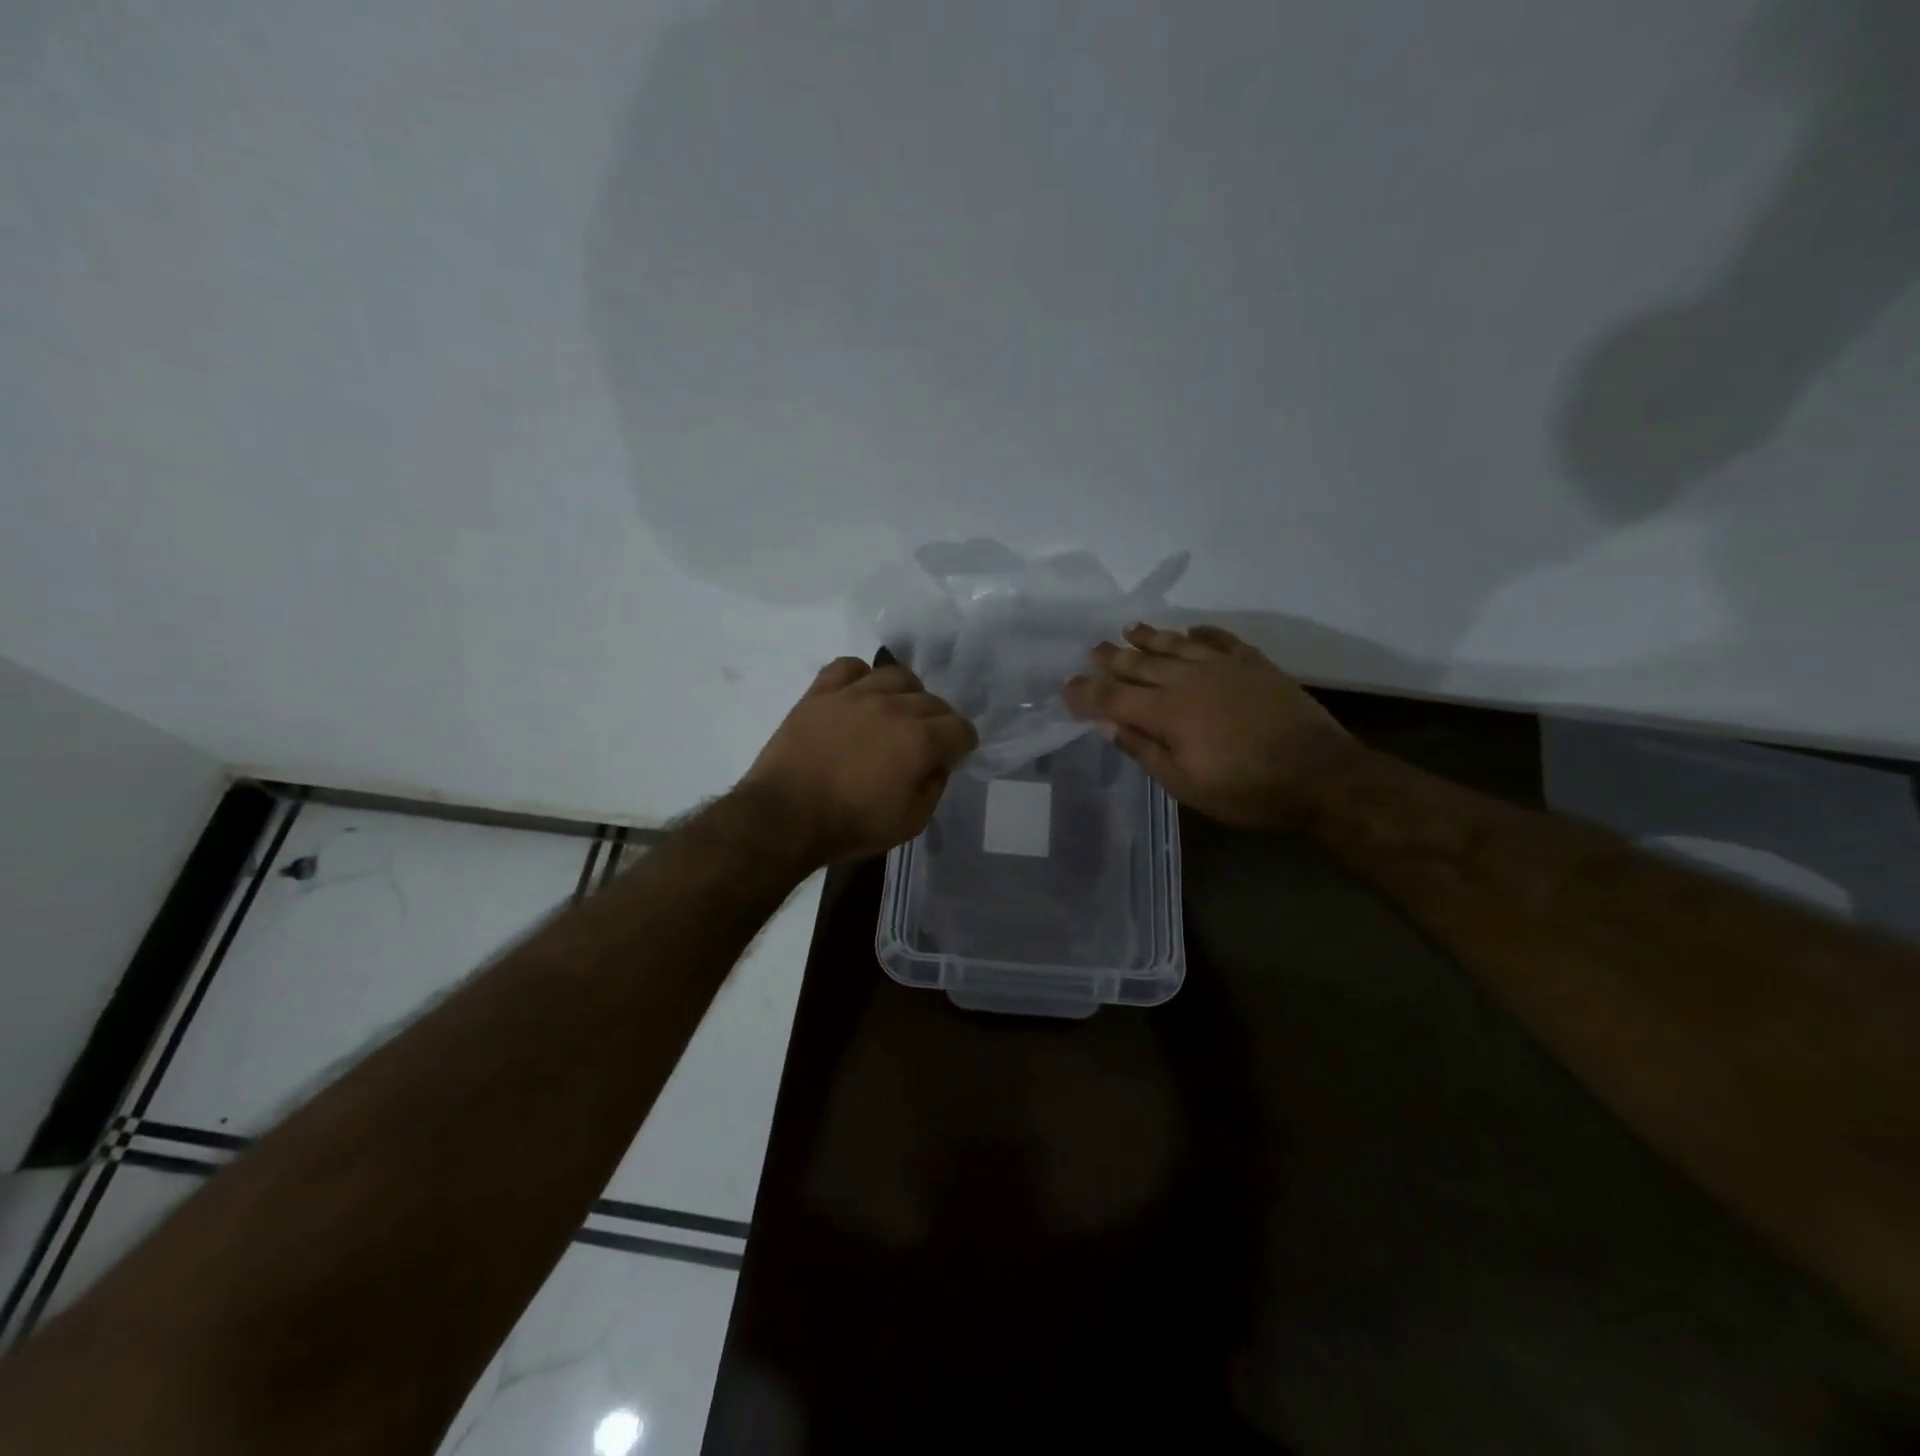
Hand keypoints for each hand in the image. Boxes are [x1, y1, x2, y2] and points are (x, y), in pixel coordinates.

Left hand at [740, 658, 977, 864]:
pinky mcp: (821, 692)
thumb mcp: (910, 822)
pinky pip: (848, 666)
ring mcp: (855, 694)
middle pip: (932, 700)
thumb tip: (939, 762)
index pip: (960, 727)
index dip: (962, 743)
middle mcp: (894, 707)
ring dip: (906, 693)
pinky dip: (861, 676)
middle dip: (938, 721)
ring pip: (896, 675)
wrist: (785, 817)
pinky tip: (859, 695)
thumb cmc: (851, 826)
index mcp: (920, 740)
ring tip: (896, 712)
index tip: (954, 755)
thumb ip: (934, 786)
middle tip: (925, 741)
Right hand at [1063, 622, 1359, 829]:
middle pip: (1139, 663)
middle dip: (1112, 657)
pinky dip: (1200, 632)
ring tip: (1129, 628)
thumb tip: (1106, 723)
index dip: (1086, 692)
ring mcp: (1222, 666)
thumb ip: (1143, 749)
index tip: (1065, 687)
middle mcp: (1188, 679)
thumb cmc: (1245, 789)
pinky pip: (1219, 639)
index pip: (1113, 697)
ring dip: (1149, 636)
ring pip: (1175, 644)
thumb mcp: (1185, 784)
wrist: (1318, 774)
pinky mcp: (1253, 663)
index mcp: (1166, 712)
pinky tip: (1190, 629)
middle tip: (1092, 649)